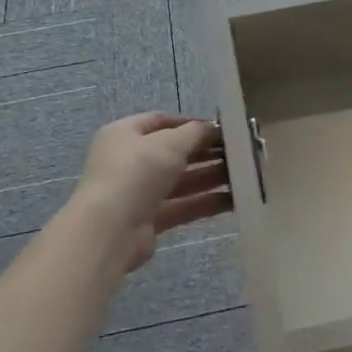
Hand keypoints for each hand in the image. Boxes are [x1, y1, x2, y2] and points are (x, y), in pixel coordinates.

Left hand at [72, 113, 230, 272]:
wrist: (109, 230)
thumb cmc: (137, 172)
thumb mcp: (169, 143)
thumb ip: (195, 133)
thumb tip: (212, 128)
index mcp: (124, 134)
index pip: (161, 121)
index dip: (190, 123)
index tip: (220, 129)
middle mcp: (128, 161)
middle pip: (172, 152)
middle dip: (204, 152)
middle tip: (237, 152)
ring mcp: (137, 192)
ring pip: (179, 181)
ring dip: (209, 177)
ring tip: (243, 175)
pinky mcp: (147, 221)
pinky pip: (180, 206)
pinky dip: (204, 203)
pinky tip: (234, 200)